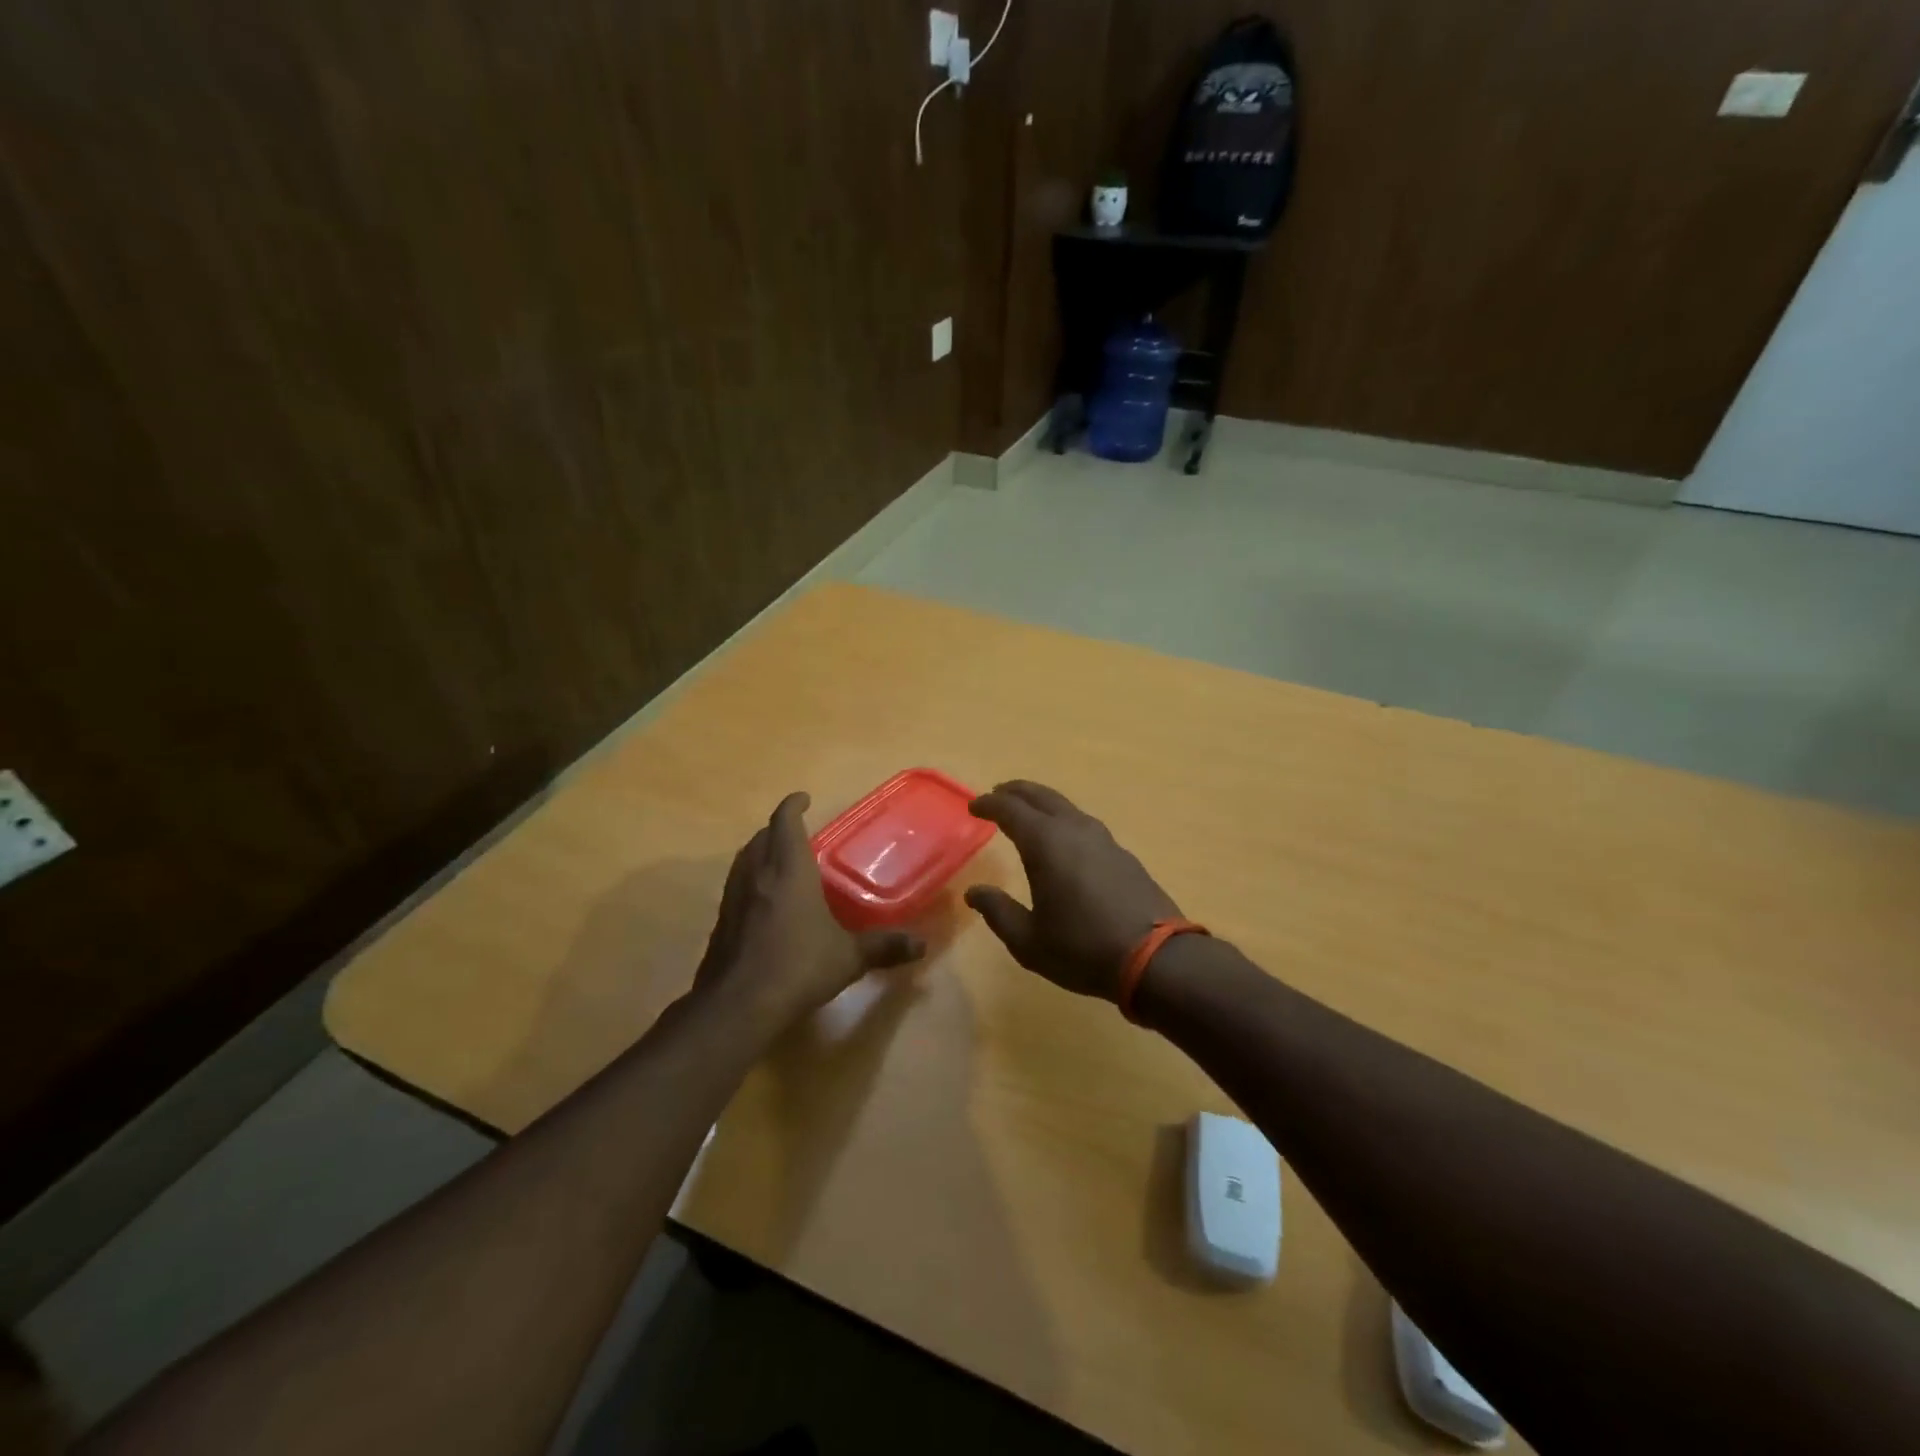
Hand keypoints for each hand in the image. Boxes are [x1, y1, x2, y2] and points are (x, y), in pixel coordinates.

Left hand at [693, 792, 924, 1030]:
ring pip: (744, 861)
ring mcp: (733, 899)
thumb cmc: (798, 967)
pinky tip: (765, 904)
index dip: (792, 806)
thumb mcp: (848, 957)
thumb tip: (921, 945)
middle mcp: (757, 875)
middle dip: (777, 829)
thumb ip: (883, 947)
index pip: (785, 822)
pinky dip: (751, 881)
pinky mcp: (721, 923)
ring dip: (760, 852)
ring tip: (779, 861)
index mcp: (788, 870)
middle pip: (761, 838)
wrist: (737, 1006)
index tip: (802, 798)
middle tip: (797, 832)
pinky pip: (737, 888)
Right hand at [964, 781, 1182, 1000]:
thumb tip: (974, 893)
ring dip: (1042, 804)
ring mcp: (1104, 840)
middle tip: (997, 794)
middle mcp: (1074, 830)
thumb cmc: (1082, 948)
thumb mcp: (1028, 941)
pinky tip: (1065, 842)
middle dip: (1015, 792)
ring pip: (1066, 807)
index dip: (989, 804)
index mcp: (1046, 843)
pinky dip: (1064, 822)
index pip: (1010, 809)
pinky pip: (1084, 825)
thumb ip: (998, 912)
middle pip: (1041, 796)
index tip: (973, 806)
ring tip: (1028, 814)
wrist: (1156, 958)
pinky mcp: (1123, 855)